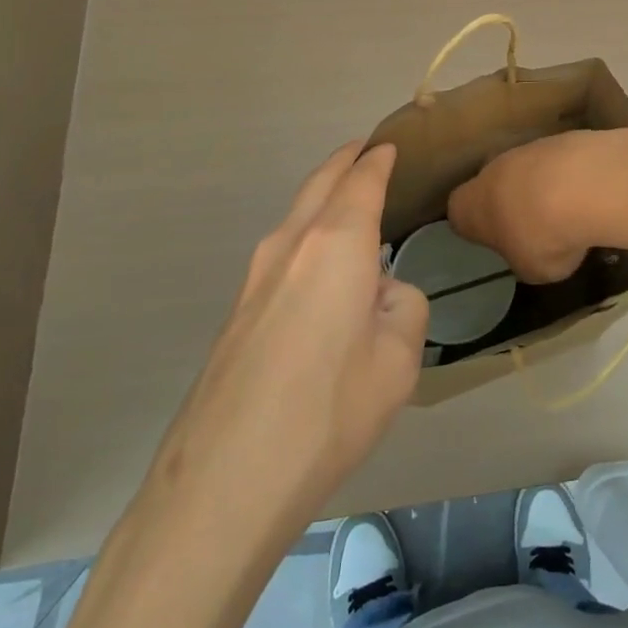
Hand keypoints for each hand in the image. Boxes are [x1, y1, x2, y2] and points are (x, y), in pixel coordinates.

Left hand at [152, 142, 428, 517]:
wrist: (224, 481)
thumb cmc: (329, 411)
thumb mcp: (399, 360)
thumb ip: (403, 307)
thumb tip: (380, 295)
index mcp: (336, 244)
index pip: (362, 181)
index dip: (378, 160)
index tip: (391, 145)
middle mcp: (291, 245)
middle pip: (320, 184)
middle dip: (344, 162)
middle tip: (366, 150)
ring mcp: (256, 278)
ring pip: (296, 216)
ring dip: (322, 197)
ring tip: (347, 200)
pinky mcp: (238, 311)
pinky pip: (282, 252)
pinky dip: (306, 234)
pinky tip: (320, 265)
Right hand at [447, 129, 627, 283]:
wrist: (584, 186)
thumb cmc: (543, 236)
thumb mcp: (530, 269)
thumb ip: (523, 258)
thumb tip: (531, 251)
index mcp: (469, 205)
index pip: (459, 213)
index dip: (477, 227)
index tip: (496, 241)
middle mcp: (491, 169)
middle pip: (494, 184)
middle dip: (511, 202)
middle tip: (535, 227)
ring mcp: (526, 147)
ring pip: (528, 169)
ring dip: (543, 186)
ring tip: (571, 212)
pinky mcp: (561, 137)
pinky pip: (560, 162)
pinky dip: (571, 175)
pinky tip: (591, 194)